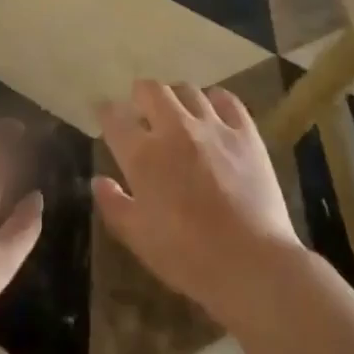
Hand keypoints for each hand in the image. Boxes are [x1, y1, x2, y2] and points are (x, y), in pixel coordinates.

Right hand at [94, 81, 306, 325]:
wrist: (253, 264)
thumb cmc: (189, 257)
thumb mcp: (139, 239)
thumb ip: (114, 205)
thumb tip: (99, 180)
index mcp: (143, 155)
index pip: (114, 118)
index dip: (106, 112)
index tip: (105, 114)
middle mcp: (174, 129)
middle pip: (150, 89)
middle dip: (140, 95)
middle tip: (142, 110)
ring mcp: (213, 127)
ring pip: (188, 90)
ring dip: (176, 97)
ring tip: (177, 111)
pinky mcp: (246, 133)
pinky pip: (228, 100)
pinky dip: (215, 100)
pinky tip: (214, 111)